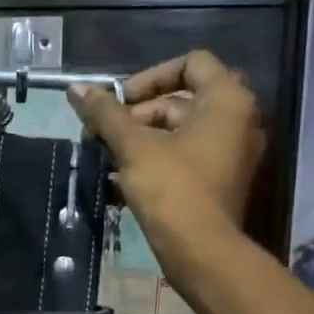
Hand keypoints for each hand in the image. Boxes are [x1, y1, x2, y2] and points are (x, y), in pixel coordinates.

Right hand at [68, 51, 264, 254]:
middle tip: (104, 133)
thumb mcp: (132, 146)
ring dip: (140, 140)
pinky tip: (118, 179)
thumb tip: (75, 88)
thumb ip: (105, 113)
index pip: (191, 63)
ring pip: (179, 132)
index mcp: (226, 100)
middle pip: (181, 100)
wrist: (200, 250)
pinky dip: (155, 160)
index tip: (120, 101)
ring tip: (106, 157)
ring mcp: (231, 153)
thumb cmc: (171, 188)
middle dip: (137, 114)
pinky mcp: (219, 181)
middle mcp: (237, 120)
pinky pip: (185, 157)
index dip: (150, 76)